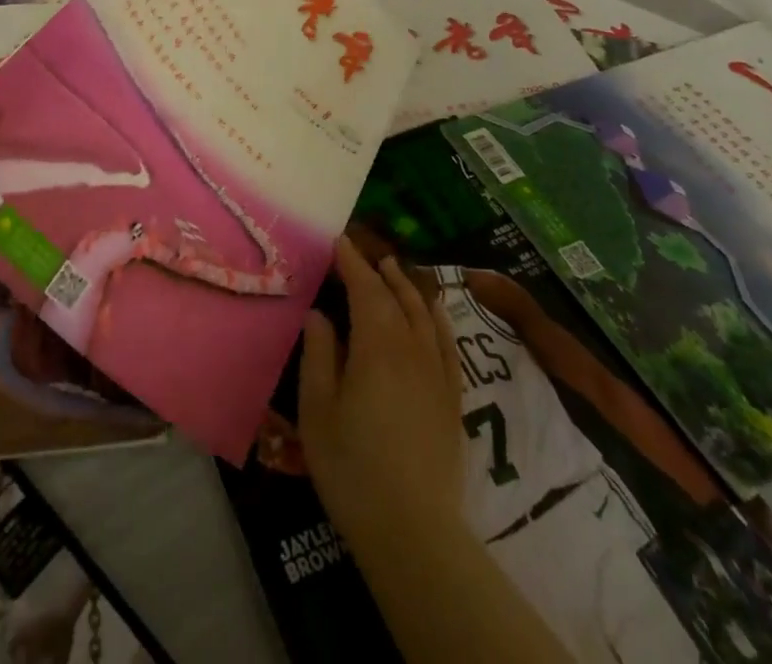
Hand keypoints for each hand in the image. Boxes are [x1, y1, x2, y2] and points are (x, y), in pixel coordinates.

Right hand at [297, 238, 465, 547]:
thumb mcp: (318, 409)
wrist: (414, 531)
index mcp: (377, 346)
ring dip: (409, 287)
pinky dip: (437, 318)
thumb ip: (319, 354)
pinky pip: (447, 343)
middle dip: (379, 271)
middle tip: (363, 252)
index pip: (366, 289)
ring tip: (395, 270)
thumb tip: (320, 314)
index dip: (352, 262)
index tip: (339, 241)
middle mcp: (412, 349)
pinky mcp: (453, 399)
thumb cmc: (352, 467)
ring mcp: (438, 373)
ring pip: (425, 315)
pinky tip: (433, 314)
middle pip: (397, 297)